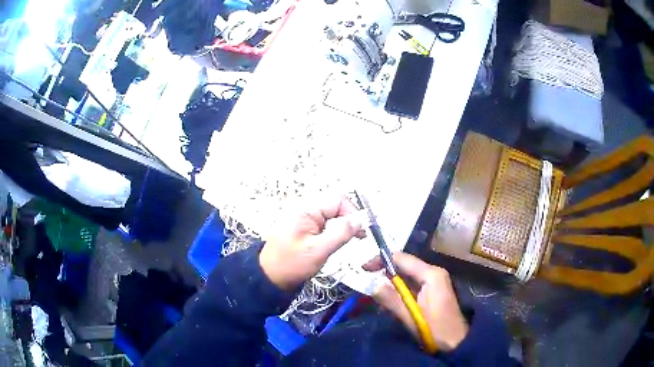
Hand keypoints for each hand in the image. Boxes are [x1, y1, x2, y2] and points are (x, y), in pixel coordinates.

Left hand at [259, 196, 365, 289]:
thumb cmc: (291, 264)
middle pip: (335, 206)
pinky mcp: (305, 227)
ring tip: (349, 241)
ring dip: (342, 226)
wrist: (270, 277)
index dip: (353, 212)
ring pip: (332, 215)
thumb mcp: (318, 250)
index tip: (361, 230)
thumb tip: (359, 220)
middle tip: (358, 237)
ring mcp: (304, 217)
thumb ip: (341, 233)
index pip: (337, 200)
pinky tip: (336, 242)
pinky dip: (334, 231)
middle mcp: (304, 208)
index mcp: (305, 209)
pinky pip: (325, 223)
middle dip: (348, 219)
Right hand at [363, 253, 467, 351]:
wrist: (456, 341)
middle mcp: (434, 272)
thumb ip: (391, 300)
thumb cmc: (435, 329)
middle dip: (385, 274)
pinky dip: (400, 291)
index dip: (381, 260)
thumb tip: (372, 284)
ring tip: (379, 299)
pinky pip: (412, 284)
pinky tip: (392, 304)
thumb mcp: (411, 316)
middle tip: (369, 286)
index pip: (402, 258)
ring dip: (391, 285)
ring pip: (407, 276)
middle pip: (404, 265)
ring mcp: (435, 281)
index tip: (364, 269)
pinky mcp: (433, 290)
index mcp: (431, 274)